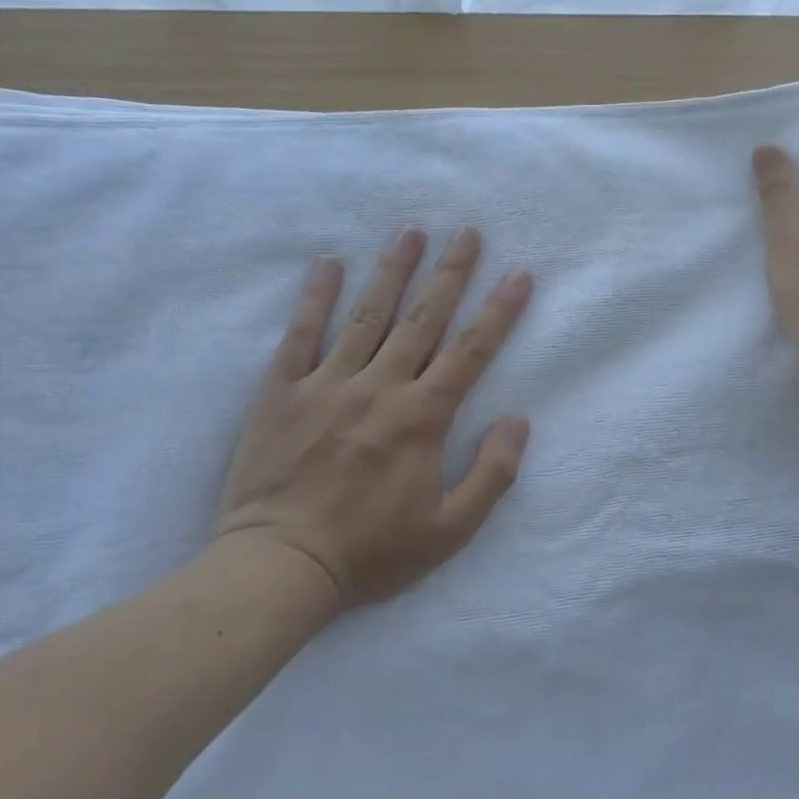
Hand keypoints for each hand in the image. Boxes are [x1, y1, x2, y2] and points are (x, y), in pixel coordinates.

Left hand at [211, 227, 533, 607]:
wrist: (280, 567)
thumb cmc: (372, 552)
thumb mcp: (451, 530)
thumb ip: (493, 473)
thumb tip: (518, 421)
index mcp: (423, 417)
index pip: (471, 351)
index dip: (500, 311)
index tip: (518, 275)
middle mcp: (380, 387)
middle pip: (423, 319)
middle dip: (450, 273)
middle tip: (468, 232)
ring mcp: (328, 384)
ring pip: (368, 315)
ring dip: (393, 270)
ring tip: (411, 231)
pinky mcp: (282, 392)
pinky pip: (301, 334)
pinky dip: (315, 297)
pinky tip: (328, 263)